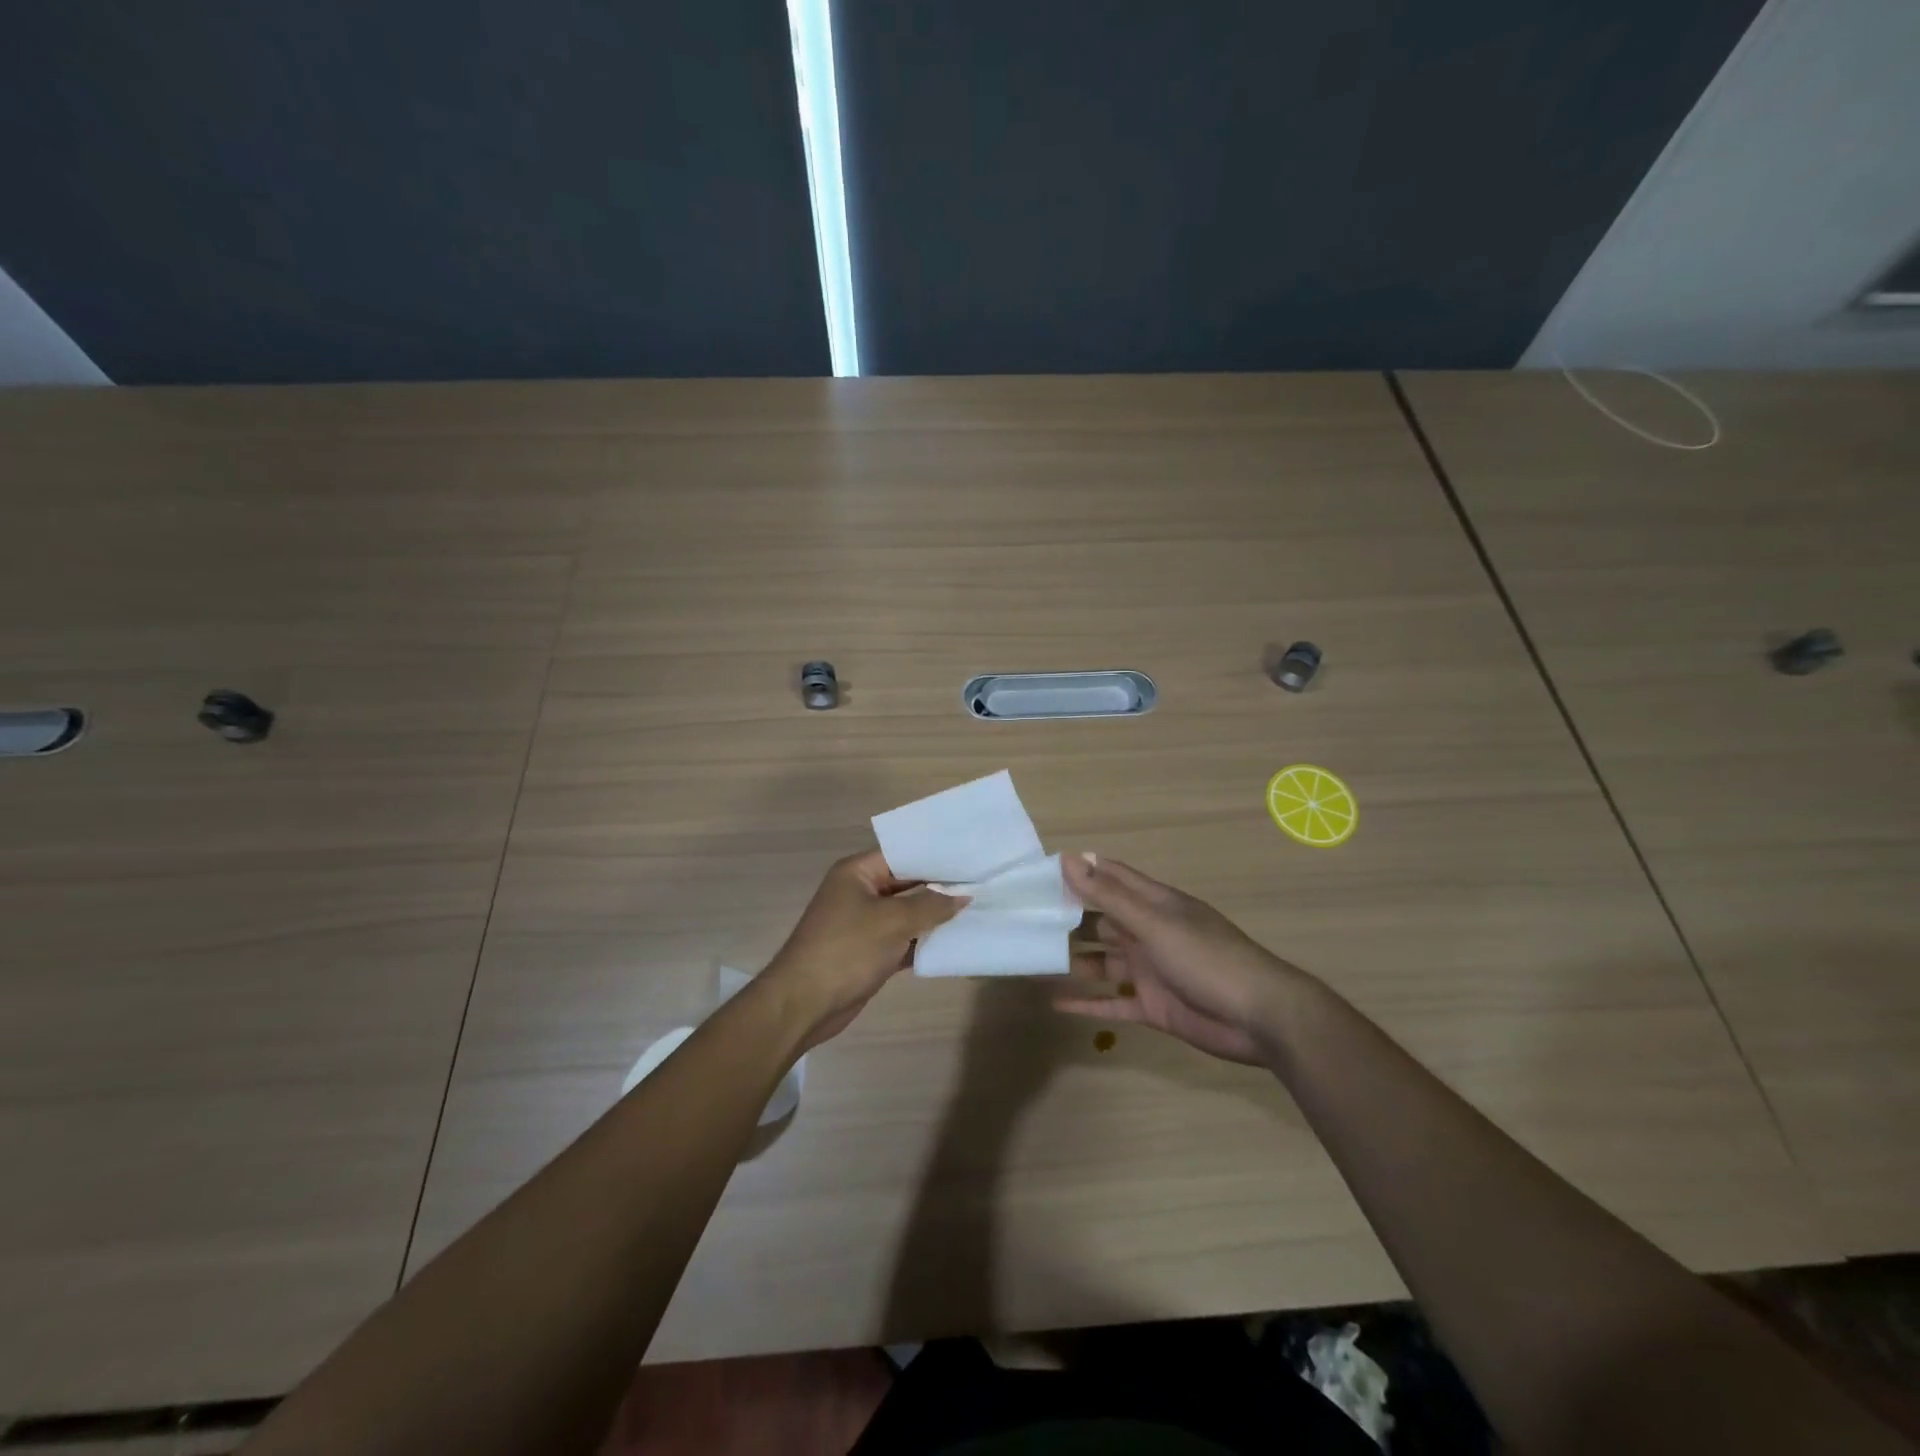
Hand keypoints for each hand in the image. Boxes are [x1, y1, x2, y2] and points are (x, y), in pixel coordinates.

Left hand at [763, 850, 965, 1048]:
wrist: (804, 1004)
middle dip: (940, 886)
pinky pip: (903, 939)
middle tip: (981, 883)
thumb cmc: (846, 950)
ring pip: (907, 913)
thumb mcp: (893, 921)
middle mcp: (860, 892)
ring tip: (977, 908)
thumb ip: (931, 905)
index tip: (971, 858)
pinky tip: (956, 941)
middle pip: (907, 883)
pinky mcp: (870, 952)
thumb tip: (963, 896)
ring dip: (935, 916)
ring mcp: (864, 923)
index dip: (936, 856)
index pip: (902, 854)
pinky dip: (924, 941)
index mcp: (857, 872)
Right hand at [1054, 853, 1307, 1065]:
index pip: (1111, 878)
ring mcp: (1150, 971)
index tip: (1040, 872)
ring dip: (1072, 962)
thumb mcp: (1155, 924)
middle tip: (1023, 920)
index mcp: (1154, 905)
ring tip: (1031, 960)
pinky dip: (1087, 1003)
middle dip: (1068, 919)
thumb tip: (1069, 859)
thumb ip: (1110, 896)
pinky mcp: (1152, 1006)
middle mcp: (1148, 933)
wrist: (1260, 1018)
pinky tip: (1056, 1004)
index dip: (1080, 872)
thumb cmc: (1207, 959)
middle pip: (1101, 920)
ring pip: (1102, 962)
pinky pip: (1111, 1002)